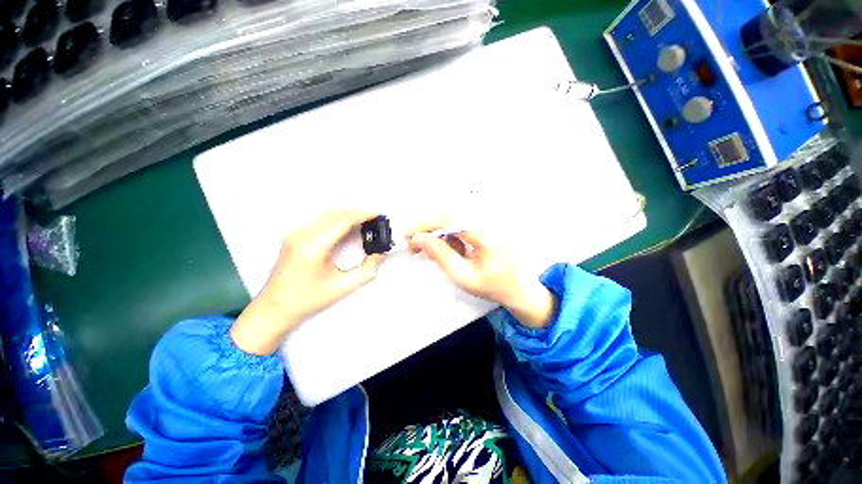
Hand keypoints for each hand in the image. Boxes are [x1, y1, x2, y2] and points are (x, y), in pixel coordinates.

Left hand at [231, 210, 384, 354]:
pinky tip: (347, 227)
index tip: (378, 215)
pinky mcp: (293, 236)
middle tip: (374, 218)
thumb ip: (367, 270)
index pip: (342, 221)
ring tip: (364, 221)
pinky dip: (337, 220)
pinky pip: (319, 221)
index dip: (362, 215)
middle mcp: (301, 235)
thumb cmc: (308, 300)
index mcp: (313, 247)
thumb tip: (379, 253)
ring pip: (326, 215)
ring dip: (347, 215)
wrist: (274, 309)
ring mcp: (294, 233)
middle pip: (334, 214)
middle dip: (356, 213)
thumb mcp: (343, 287)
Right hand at [406, 222, 555, 328]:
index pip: (450, 219)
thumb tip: (418, 239)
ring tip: (434, 253)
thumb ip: (440, 255)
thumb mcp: (462, 275)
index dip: (426, 225)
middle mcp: (489, 220)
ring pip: (453, 219)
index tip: (408, 236)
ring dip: (438, 234)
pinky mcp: (487, 224)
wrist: (518, 288)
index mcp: (487, 233)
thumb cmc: (492, 286)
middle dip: (429, 230)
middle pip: (450, 215)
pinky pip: (461, 224)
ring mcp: (490, 221)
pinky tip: (453, 250)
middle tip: (415, 246)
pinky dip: (450, 235)